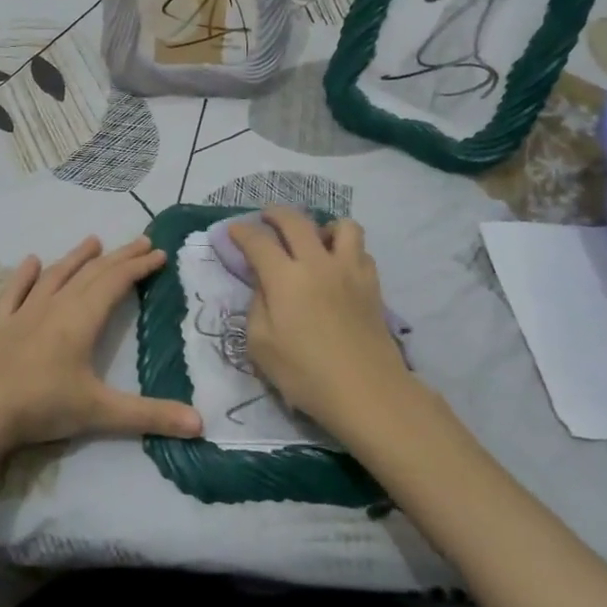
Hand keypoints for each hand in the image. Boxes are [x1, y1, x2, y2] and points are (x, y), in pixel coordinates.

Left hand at [0, 235, 203, 453]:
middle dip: (119, 257)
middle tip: (142, 242)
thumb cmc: (42, 406)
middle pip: (92, 274)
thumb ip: (150, 416)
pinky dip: (25, 275)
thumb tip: (201, 424)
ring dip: (77, 258)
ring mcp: (24, 313)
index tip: (160, 254)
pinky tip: (31, 261)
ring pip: (56, 276)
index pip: (116, 283)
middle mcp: (55, 307)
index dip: (139, 267)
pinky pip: (14, 292)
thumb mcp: (101, 413)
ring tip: (94, 241)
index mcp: (81, 320)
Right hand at [228, 206, 416, 434]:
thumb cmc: (306, 374)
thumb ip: (256, 306)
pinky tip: (338, 267)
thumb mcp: (261, 345)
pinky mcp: (372, 285)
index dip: (242, 232)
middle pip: (296, 221)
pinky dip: (346, 250)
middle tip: (266, 218)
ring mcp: (350, 271)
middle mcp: (318, 263)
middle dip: (276, 214)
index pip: (258, 241)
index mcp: (285, 278)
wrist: (368, 392)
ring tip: (313, 241)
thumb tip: (263, 285)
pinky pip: (360, 251)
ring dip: (322, 226)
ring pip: (341, 226)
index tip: (233, 231)